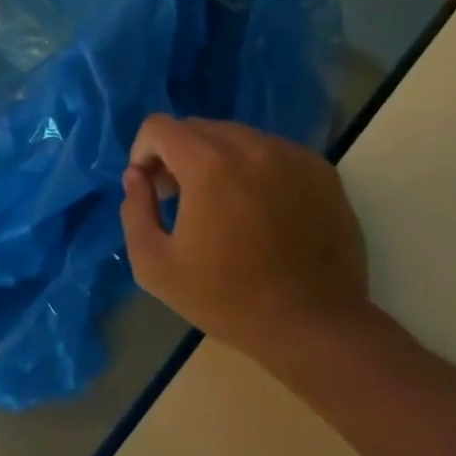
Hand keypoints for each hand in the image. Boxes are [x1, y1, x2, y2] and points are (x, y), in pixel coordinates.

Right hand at [120, 116, 370, 370]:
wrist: (316, 328)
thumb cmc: (228, 299)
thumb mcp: (155, 265)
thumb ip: (135, 210)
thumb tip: (137, 176)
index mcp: (209, 164)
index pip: (160, 127)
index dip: (143, 152)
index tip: (151, 188)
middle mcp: (252, 146)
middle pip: (197, 128)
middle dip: (177, 155)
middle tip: (180, 198)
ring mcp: (292, 156)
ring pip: (236, 137)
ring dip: (216, 159)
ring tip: (222, 205)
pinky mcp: (321, 172)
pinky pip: (272, 152)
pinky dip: (254, 169)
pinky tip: (259, 210)